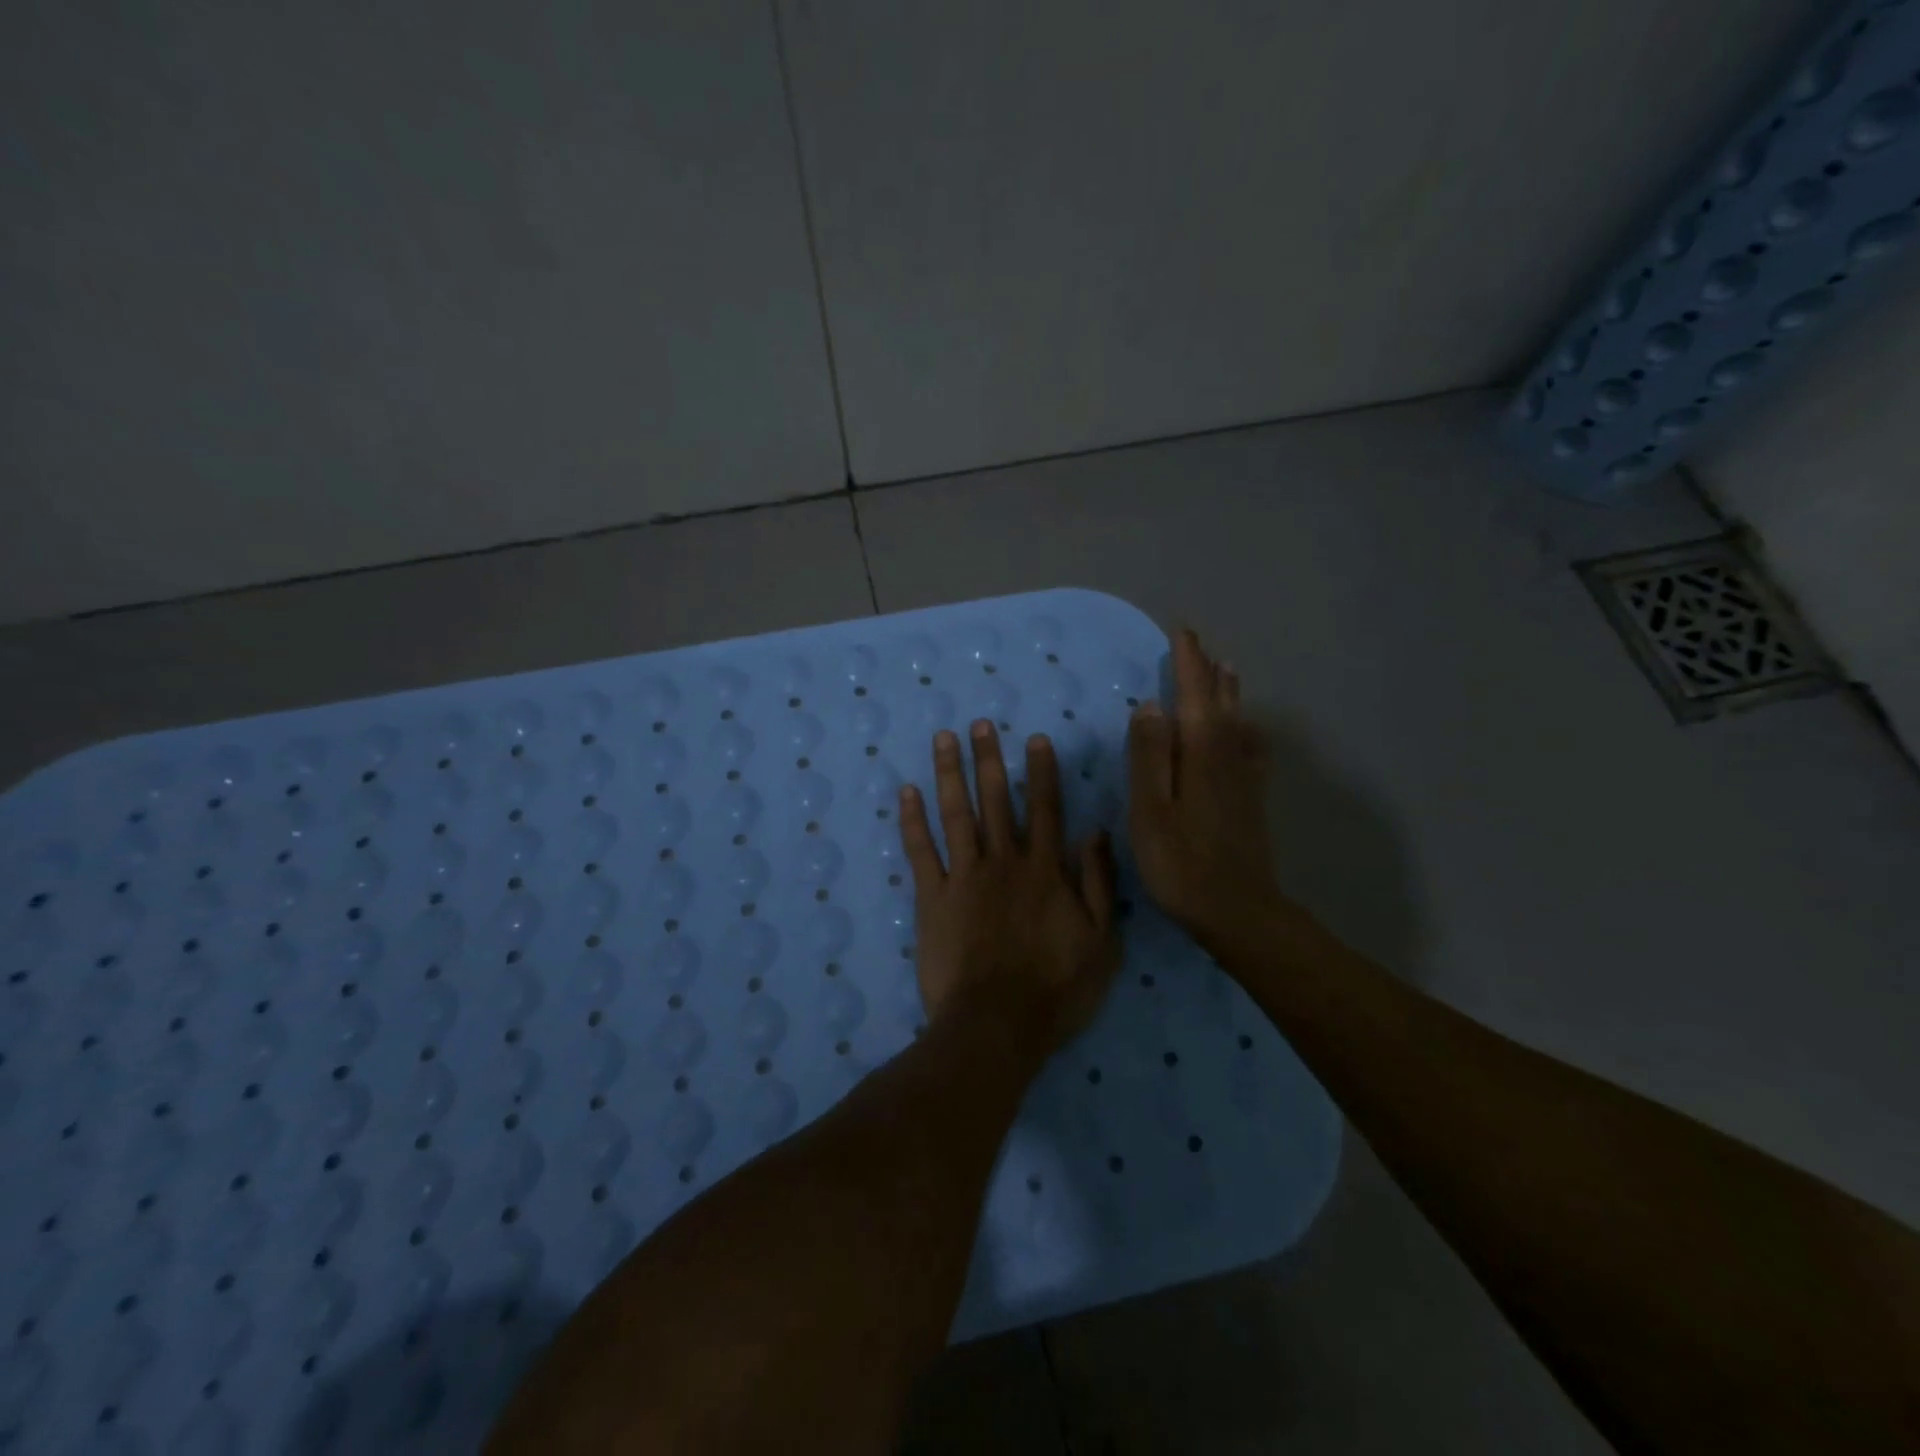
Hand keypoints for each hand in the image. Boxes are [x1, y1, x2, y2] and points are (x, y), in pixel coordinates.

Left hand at [900, 720, 1121, 1053]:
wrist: (997, 1025)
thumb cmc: (1057, 990)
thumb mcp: (1102, 942)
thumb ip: (1098, 885)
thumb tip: (1095, 833)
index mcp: (1045, 871)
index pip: (1044, 809)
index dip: (1040, 772)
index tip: (1033, 738)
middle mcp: (1003, 862)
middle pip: (995, 801)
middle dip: (988, 759)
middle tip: (978, 723)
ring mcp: (964, 877)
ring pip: (955, 814)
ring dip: (949, 773)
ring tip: (943, 739)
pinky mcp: (932, 898)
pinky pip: (920, 851)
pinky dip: (912, 820)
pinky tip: (906, 791)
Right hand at [1126, 630, 1285, 943]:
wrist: (1236, 910)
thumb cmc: (1180, 863)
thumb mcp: (1150, 810)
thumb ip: (1149, 756)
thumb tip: (1150, 705)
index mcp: (1199, 754)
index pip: (1192, 695)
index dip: (1187, 663)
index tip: (1182, 631)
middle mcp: (1227, 756)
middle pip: (1218, 702)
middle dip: (1207, 670)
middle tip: (1198, 642)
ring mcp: (1243, 777)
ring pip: (1236, 721)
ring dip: (1228, 692)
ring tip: (1225, 669)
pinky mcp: (1251, 798)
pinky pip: (1250, 747)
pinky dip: (1245, 727)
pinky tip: (1247, 729)